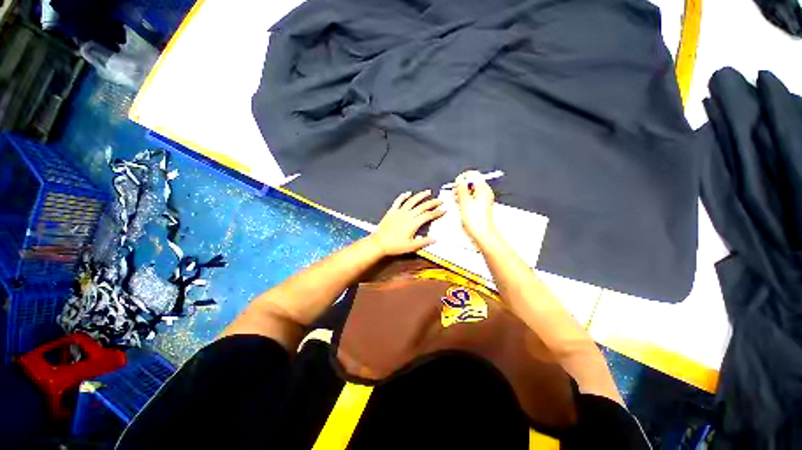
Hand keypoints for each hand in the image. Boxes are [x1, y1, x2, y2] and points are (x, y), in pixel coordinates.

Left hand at [370, 190, 444, 255]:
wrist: (379, 243)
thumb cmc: (395, 246)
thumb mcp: (411, 246)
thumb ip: (424, 242)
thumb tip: (435, 238)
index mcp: (413, 223)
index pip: (428, 215)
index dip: (437, 212)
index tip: (444, 210)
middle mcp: (408, 214)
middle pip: (422, 206)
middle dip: (432, 203)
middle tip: (440, 201)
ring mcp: (399, 211)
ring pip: (412, 201)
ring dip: (420, 196)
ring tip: (428, 192)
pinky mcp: (392, 211)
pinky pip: (398, 201)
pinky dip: (403, 196)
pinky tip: (408, 193)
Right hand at [454, 171, 497, 243]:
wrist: (481, 233)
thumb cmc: (474, 218)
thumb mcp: (465, 201)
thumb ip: (461, 188)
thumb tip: (459, 180)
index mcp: (483, 189)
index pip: (474, 175)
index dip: (463, 177)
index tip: (456, 184)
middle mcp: (484, 192)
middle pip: (472, 183)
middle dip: (461, 186)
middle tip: (454, 193)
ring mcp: (482, 199)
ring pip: (470, 191)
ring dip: (461, 193)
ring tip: (455, 199)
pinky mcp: (479, 206)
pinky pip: (471, 198)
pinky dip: (464, 199)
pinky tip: (459, 204)